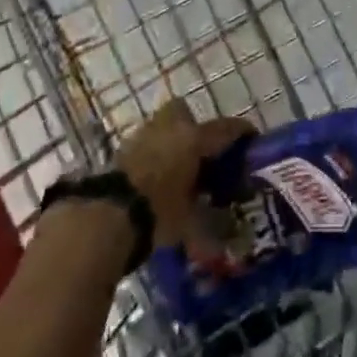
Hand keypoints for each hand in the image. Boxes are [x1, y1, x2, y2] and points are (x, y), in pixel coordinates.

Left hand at [112, 100, 253, 247]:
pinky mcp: (120, 150)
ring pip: (162, 127)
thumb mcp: (189, 224)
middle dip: (194, 126)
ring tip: (177, 169)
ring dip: (170, 141)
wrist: (105, 215)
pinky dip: (151, 156)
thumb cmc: (157, 213)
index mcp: (194, 139)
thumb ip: (209, 228)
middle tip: (202, 153)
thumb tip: (225, 245)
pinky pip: (144, 145)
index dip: (242, 132)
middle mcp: (170, 128)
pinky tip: (154, 179)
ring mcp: (141, 135)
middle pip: (185, 111)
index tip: (251, 139)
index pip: (226, 128)